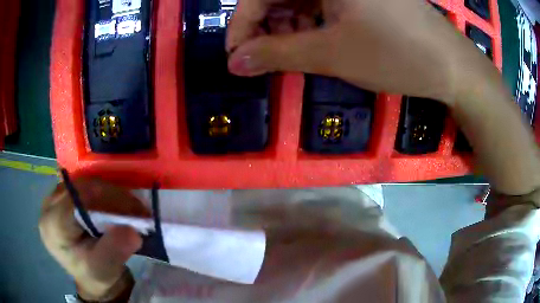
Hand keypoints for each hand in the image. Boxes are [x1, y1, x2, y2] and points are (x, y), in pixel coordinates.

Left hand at [39, 179, 149, 300]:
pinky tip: (116, 203)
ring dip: (110, 193)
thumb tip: (132, 230)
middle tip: (138, 209)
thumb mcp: (104, 270)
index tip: (136, 211)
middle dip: (111, 196)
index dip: (106, 199)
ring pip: (85, 182)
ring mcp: (55, 196)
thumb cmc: (94, 276)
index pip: (76, 199)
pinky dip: (104, 192)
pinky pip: (85, 185)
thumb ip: (114, 251)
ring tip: (130, 207)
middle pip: (81, 188)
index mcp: (53, 225)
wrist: (89, 276)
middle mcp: (49, 205)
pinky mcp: (64, 195)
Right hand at [226, 0, 490, 102]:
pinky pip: (321, 2)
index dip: (241, 24)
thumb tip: (234, 63)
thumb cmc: (397, 54)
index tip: (236, 57)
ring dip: (285, 25)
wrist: (450, 65)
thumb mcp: (331, 53)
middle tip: (262, 58)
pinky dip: (309, 21)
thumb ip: (276, 55)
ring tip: (288, 52)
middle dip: (263, 26)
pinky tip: (311, 39)